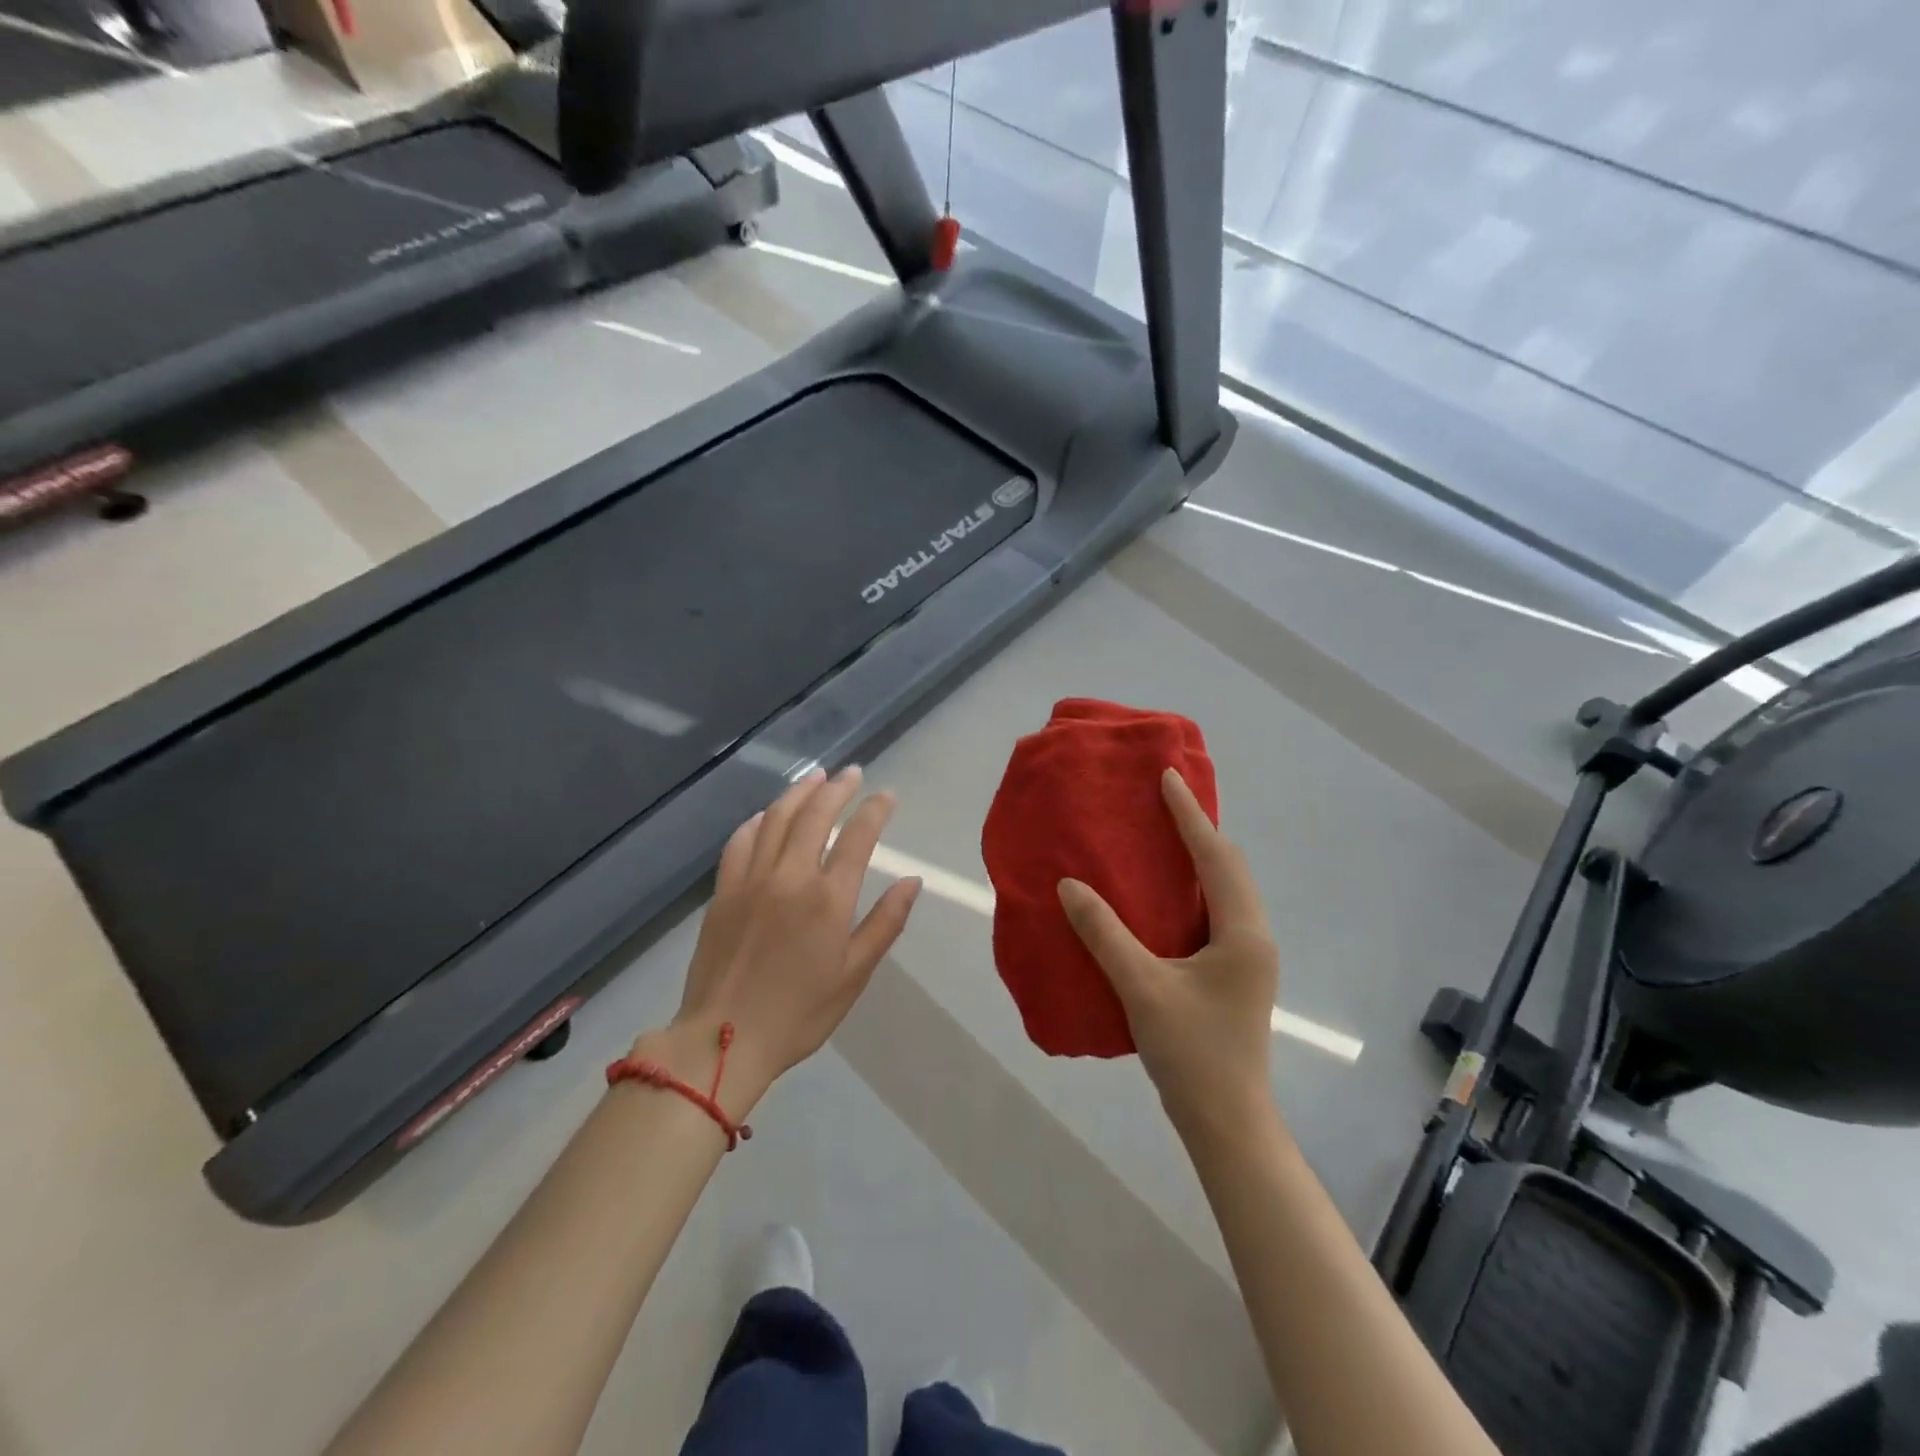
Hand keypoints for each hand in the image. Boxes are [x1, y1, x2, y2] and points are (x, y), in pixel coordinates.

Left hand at [636, 767, 920, 1115]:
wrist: (723, 1039)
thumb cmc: (800, 1012)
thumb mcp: (854, 973)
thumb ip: (885, 922)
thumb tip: (912, 880)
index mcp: (828, 898)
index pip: (858, 837)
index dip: (875, 810)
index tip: (887, 794)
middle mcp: (790, 876)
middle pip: (815, 815)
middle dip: (837, 788)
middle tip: (851, 773)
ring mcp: (751, 880)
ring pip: (776, 818)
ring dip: (798, 792)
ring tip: (814, 777)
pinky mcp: (723, 891)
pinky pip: (740, 841)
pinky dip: (757, 821)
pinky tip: (766, 814)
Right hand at [1058, 767, 1278, 1132]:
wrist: (1227, 1122)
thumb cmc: (1191, 1052)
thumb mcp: (1141, 987)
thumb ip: (1104, 933)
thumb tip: (1070, 885)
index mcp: (1242, 932)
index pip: (1215, 857)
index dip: (1189, 814)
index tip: (1167, 777)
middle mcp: (1253, 936)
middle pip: (1229, 868)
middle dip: (1198, 830)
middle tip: (1162, 802)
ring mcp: (1247, 958)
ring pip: (1226, 891)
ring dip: (1199, 860)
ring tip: (1162, 837)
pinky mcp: (1234, 974)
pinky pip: (1216, 913)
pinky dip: (1194, 890)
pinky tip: (1165, 894)